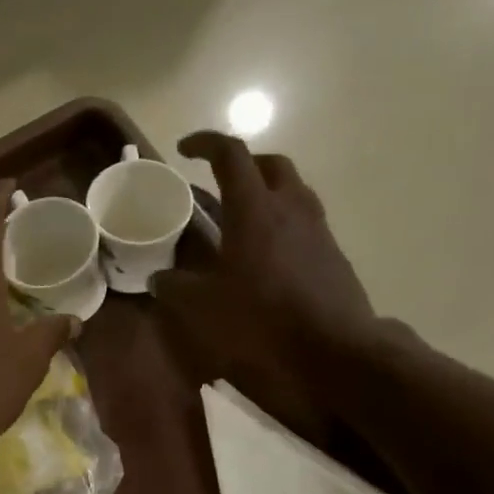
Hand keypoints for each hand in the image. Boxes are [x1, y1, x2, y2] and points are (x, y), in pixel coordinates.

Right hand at [153, 132, 380, 441]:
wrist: (335, 349)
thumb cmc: (263, 320)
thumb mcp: (203, 307)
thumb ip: (175, 287)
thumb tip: (158, 279)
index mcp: (255, 209)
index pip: (231, 155)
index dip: (206, 143)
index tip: (185, 149)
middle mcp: (290, 207)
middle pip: (270, 164)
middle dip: (243, 164)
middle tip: (219, 182)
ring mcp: (317, 229)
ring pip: (292, 190)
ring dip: (266, 192)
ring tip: (242, 218)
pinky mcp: (332, 254)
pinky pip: (304, 222)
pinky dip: (282, 223)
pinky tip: (267, 255)